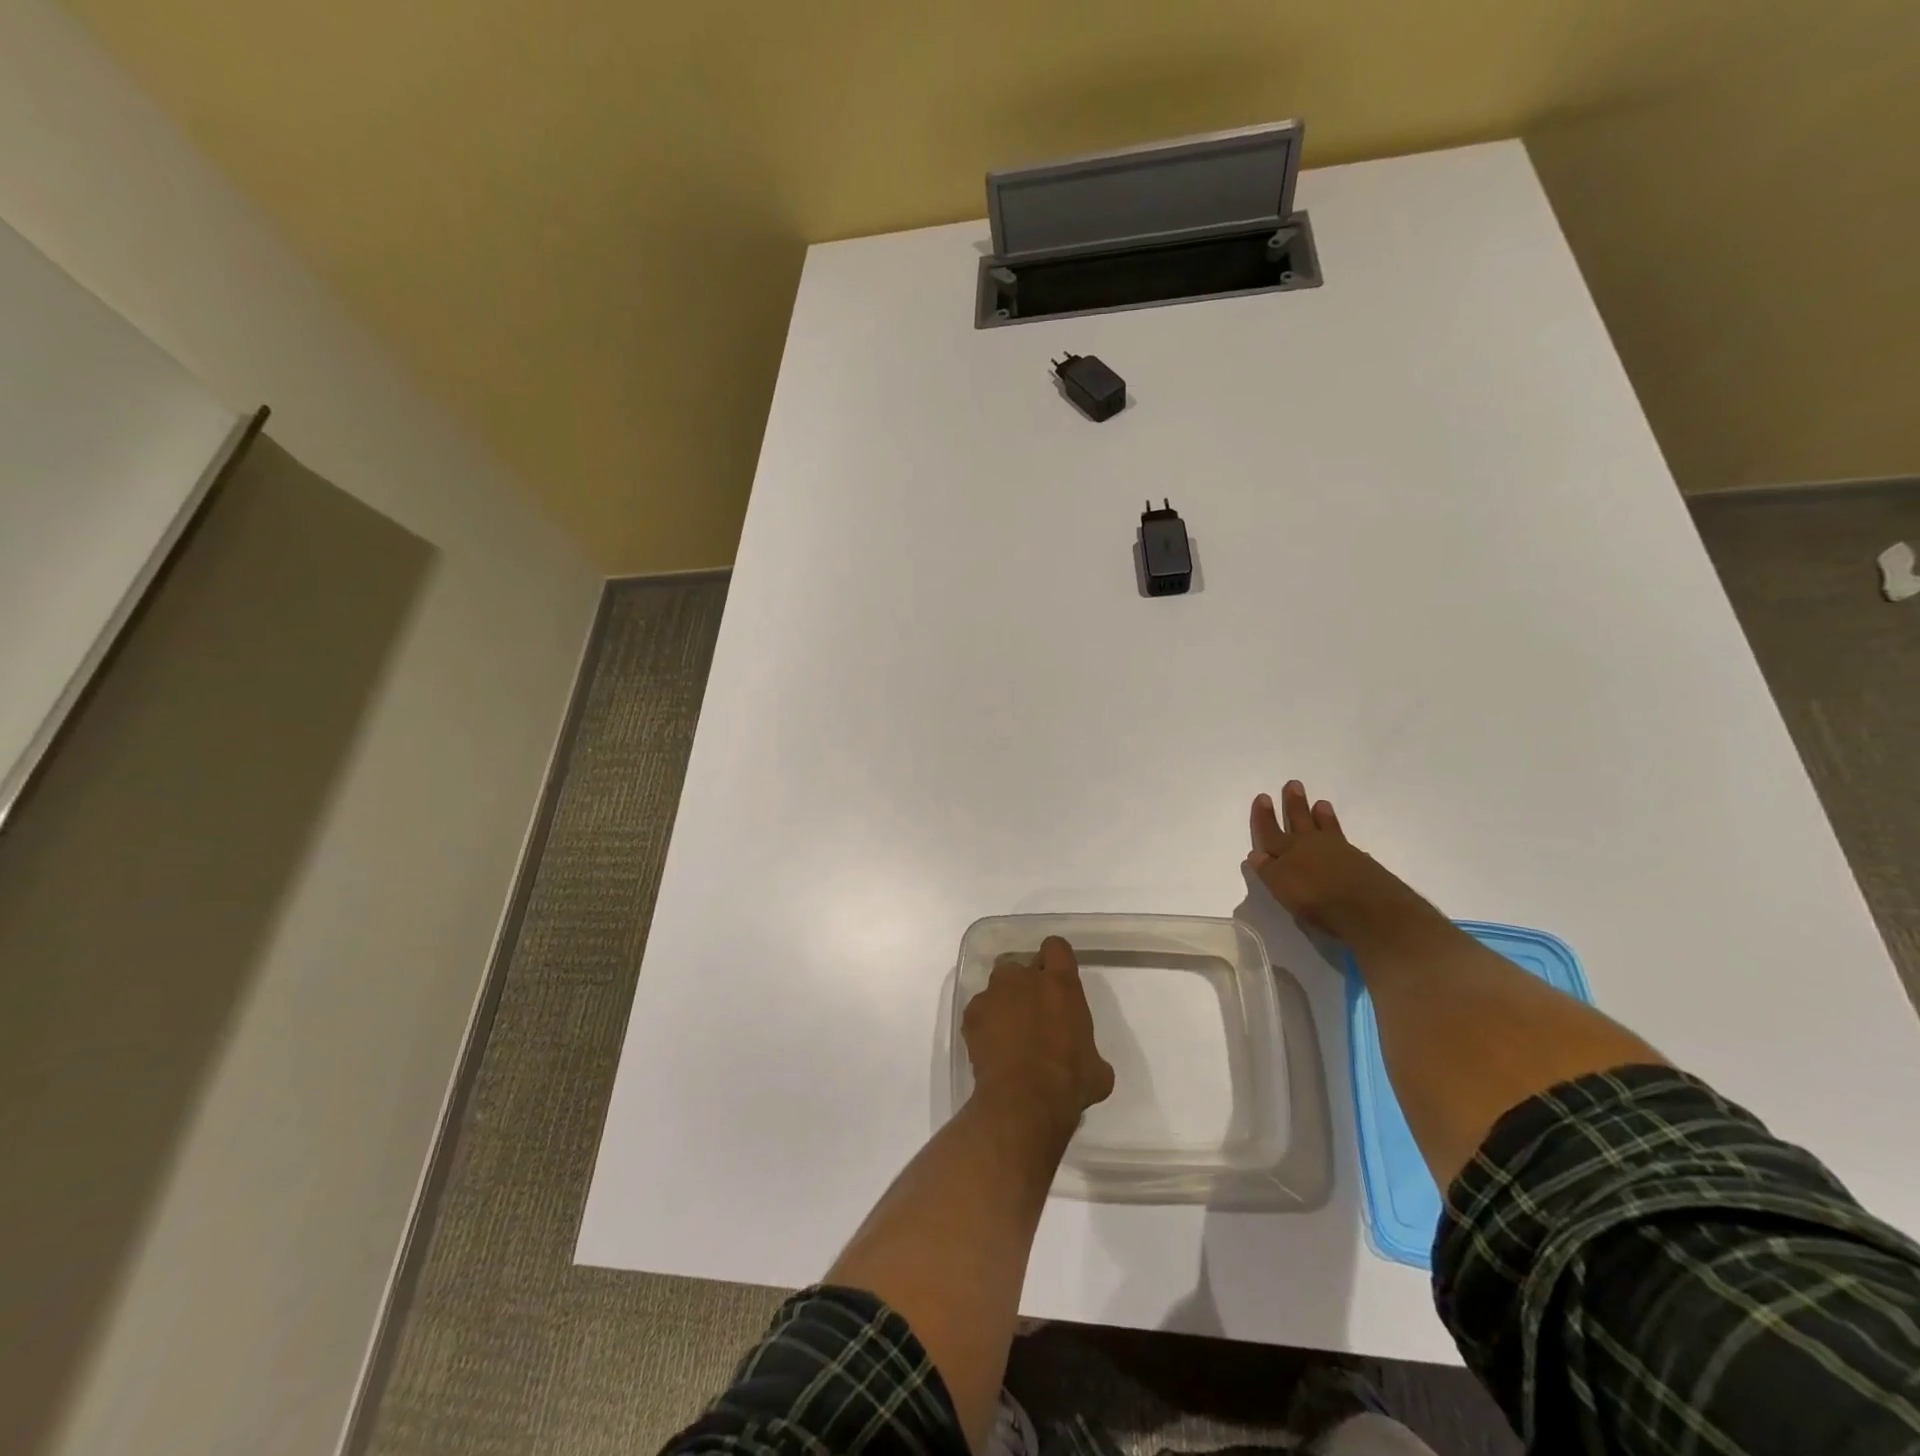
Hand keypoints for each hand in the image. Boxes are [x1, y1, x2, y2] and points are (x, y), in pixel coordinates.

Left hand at [963, 936, 1114, 1128]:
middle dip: (1027, 982)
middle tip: (1033, 1010)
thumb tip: (1088, 1062)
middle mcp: (1024, 978)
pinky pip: (979, 1010)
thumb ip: (1090, 1051)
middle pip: (1022, 966)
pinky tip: (991, 1047)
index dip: (1056, 959)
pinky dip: (984, 1023)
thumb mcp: (1097, 1069)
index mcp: (1061, 984)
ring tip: (1008, 1029)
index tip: (1057, 976)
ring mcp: (994, 994)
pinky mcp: (972, 1014)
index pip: (1057, 947)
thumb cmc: (1069, 1082)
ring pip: (998, 985)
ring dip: (1004, 1000)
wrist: (1024, 1102)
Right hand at [1246, 781, 1419, 937]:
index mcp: (1287, 853)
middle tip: (1294, 784)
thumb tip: (1256, 854)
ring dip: (1321, 816)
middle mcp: (1311, 846)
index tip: (1263, 797)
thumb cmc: (1315, 901)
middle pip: (1299, 821)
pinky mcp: (1361, 862)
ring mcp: (1338, 851)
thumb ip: (1268, 871)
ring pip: (1326, 828)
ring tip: (1321, 803)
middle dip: (1294, 804)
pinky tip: (1344, 842)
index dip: (1264, 817)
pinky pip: (1346, 844)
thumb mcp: (1281, 888)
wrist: (1366, 907)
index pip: (1270, 832)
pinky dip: (1342, 839)